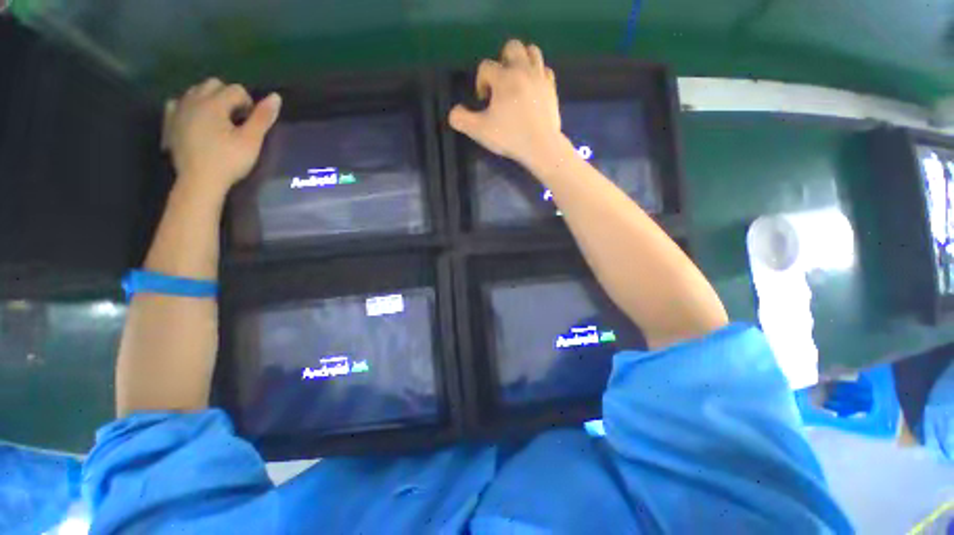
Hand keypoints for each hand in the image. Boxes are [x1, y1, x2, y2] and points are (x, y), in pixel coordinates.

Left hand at [163, 78, 281, 196]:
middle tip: (236, 119)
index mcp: (214, 103)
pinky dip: (188, 106)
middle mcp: (193, 100)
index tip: (251, 123)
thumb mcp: (251, 141)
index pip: (236, 90)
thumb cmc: (228, 161)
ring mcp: (178, 110)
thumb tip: (276, 96)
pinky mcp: (170, 123)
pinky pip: (177, 103)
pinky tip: (194, 119)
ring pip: (195, 91)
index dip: (249, 104)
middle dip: (228, 96)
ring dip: (209, 99)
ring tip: (218, 120)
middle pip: (213, 84)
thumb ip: (262, 118)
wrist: (199, 182)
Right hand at [449, 39, 563, 170]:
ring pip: (532, 52)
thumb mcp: (480, 131)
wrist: (541, 147)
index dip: (480, 82)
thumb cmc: (510, 137)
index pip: (486, 67)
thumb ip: (461, 119)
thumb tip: (454, 112)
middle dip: (501, 61)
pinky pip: (545, 69)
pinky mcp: (552, 88)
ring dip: (521, 61)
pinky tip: (531, 89)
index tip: (483, 101)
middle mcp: (523, 70)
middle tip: (499, 84)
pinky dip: (537, 74)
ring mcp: (540, 78)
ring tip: (515, 81)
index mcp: (504, 78)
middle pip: (512, 47)